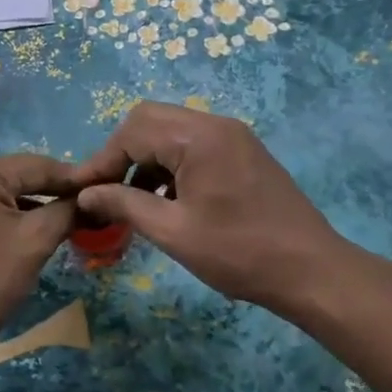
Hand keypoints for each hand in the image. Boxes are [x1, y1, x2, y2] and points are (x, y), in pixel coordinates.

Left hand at [0, 154, 78, 391]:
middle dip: (51, 191)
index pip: (35, 165)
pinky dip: (7, 215)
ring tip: (66, 217)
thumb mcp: (35, 241)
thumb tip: (91, 198)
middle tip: (87, 205)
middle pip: (16, 176)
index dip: (72, 178)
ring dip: (30, 204)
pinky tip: (31, 228)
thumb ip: (67, 211)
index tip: (104, 186)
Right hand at [72, 102, 342, 311]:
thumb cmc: (240, 253)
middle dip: (121, 153)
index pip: (132, 132)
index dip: (101, 161)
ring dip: (145, 158)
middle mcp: (214, 124)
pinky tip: (164, 199)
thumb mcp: (174, 232)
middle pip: (149, 120)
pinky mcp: (241, 151)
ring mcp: (232, 135)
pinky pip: (192, 143)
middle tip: (105, 190)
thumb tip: (85, 194)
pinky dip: (170, 164)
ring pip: (170, 130)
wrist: (313, 271)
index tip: (79, 191)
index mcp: (198, 137)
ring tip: (131, 200)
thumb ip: (125, 204)